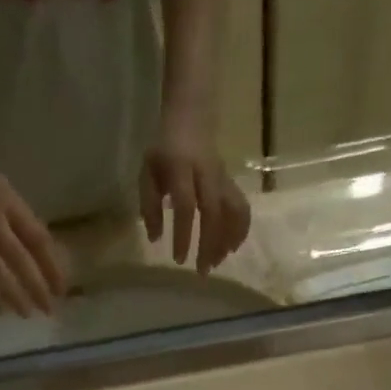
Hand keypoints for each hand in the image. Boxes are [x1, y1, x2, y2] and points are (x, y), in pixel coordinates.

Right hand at [0, 143, 68, 316]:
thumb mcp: (4, 190)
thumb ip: (22, 220)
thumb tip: (44, 254)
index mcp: (9, 203)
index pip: (37, 239)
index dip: (52, 266)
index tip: (62, 289)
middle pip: (18, 259)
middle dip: (35, 287)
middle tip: (48, 310)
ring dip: (11, 294)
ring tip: (25, 313)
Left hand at [139, 129, 251, 274]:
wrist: (191, 118)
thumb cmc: (165, 151)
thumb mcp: (148, 172)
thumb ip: (149, 205)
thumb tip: (155, 239)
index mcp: (181, 167)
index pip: (185, 205)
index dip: (183, 234)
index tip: (179, 260)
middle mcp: (206, 173)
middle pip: (213, 212)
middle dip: (208, 245)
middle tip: (202, 271)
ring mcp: (222, 178)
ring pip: (232, 211)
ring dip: (227, 240)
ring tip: (217, 262)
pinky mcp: (232, 183)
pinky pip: (242, 208)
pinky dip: (240, 231)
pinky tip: (231, 248)